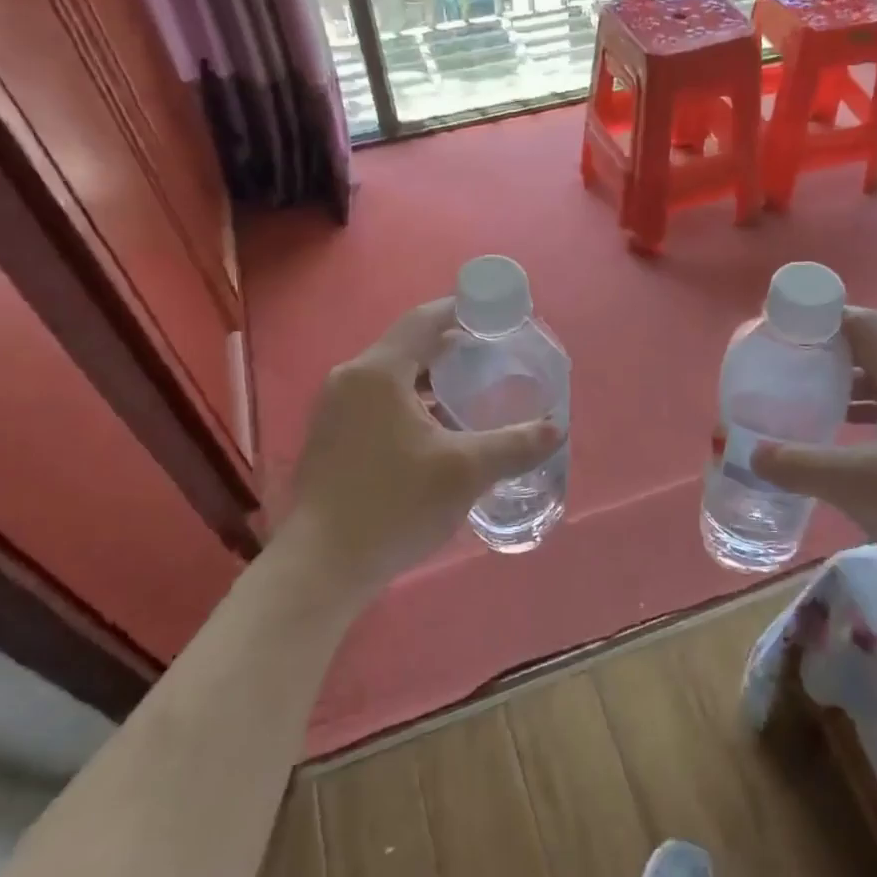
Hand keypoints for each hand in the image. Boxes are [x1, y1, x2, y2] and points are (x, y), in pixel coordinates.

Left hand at [272, 299, 561, 597]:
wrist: (321, 567)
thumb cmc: (393, 505)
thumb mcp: (465, 471)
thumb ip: (515, 444)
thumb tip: (555, 428)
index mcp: (378, 372)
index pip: (425, 319)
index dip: (463, 309)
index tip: (497, 315)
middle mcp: (351, 379)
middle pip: (409, 346)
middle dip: (452, 346)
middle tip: (494, 355)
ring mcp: (335, 410)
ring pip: (393, 377)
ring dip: (432, 378)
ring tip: (472, 390)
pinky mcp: (332, 437)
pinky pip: (379, 401)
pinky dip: (412, 401)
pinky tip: (439, 429)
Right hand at [751, 308, 876, 588]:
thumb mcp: (853, 484)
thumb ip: (797, 464)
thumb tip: (752, 453)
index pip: (865, 325)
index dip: (823, 319)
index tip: (786, 329)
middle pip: (876, 348)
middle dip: (830, 351)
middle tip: (789, 362)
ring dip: (849, 381)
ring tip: (808, 395)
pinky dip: (869, 407)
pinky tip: (845, 432)